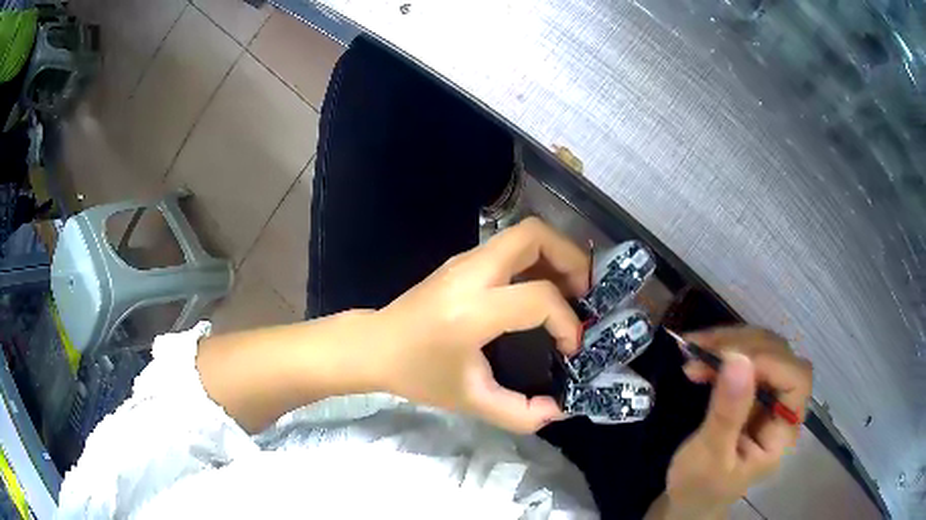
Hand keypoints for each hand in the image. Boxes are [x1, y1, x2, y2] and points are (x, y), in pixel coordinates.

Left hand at [371, 217, 589, 432]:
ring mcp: (465, 261)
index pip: (538, 298)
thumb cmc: (418, 374)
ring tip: (571, 290)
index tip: (571, 348)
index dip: (566, 322)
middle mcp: (471, 274)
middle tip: (585, 293)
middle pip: (535, 236)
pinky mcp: (464, 261)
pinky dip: (538, 259)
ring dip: (556, 255)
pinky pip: (511, 246)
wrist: (374, 346)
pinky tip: (541, 291)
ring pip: (524, 234)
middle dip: (571, 259)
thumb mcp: (470, 401)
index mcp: (472, 311)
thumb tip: (557, 410)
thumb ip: (518, 413)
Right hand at [665, 327, 812, 516]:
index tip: (729, 359)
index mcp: (782, 433)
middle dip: (743, 347)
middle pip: (780, 357)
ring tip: (695, 349)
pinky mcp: (751, 392)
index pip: (796, 381)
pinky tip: (700, 356)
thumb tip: (738, 360)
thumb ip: (727, 413)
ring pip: (763, 350)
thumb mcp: (709, 457)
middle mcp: (782, 408)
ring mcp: (768, 397)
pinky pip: (745, 359)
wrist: (688, 499)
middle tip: (702, 350)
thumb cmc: (699, 488)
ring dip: (730, 343)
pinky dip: (722, 351)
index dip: (770, 362)